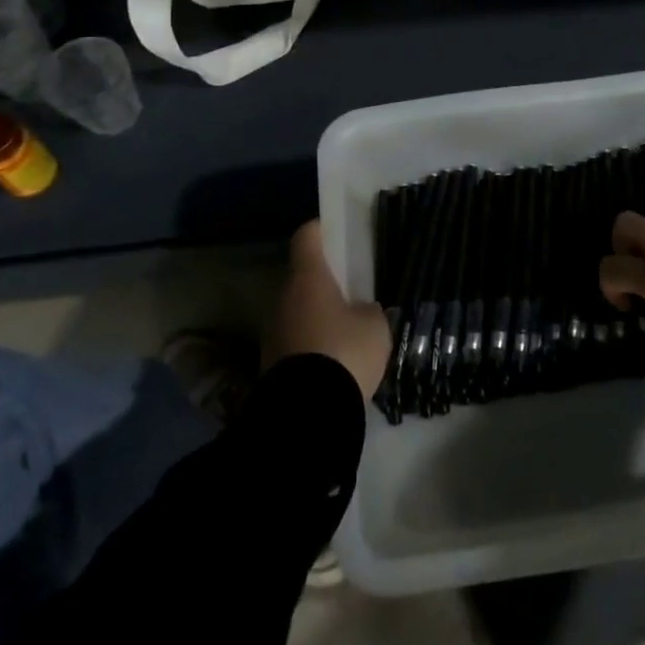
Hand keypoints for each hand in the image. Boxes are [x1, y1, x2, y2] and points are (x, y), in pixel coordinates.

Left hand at [266, 220, 391, 398]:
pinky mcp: (269, 362)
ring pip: (296, 309)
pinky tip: (332, 358)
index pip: (307, 237)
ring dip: (315, 314)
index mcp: (308, 277)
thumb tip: (360, 311)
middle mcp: (282, 297)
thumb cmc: (344, 352)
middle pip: (301, 276)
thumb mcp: (375, 326)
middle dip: (323, 280)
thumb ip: (369, 310)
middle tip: (350, 289)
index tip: (335, 232)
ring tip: (344, 329)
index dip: (321, 230)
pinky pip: (293, 339)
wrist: (306, 414)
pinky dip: (310, 342)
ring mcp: (272, 330)